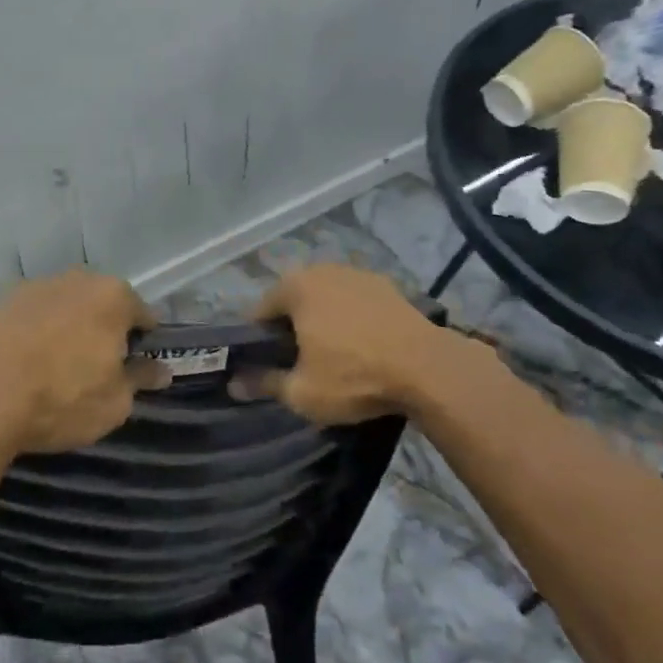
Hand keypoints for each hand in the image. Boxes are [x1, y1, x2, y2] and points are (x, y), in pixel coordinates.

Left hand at [0, 270, 168, 454]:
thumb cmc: (63, 400)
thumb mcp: (115, 402)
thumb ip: (140, 379)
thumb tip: (160, 370)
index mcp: (113, 297)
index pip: (143, 315)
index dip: (142, 343)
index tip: (135, 367)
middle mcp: (76, 280)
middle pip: (101, 304)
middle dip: (103, 329)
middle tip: (96, 367)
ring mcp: (33, 288)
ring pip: (63, 307)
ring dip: (67, 328)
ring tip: (56, 366)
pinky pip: (29, 318)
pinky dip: (33, 333)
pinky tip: (24, 363)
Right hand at [232, 264, 456, 424]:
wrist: (428, 368)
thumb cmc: (354, 376)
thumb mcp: (302, 392)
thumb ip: (264, 384)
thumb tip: (234, 384)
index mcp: (295, 287)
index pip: (259, 312)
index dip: (256, 342)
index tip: (262, 367)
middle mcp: (323, 270)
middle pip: (293, 301)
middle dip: (289, 328)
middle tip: (295, 364)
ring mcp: (358, 274)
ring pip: (325, 299)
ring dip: (321, 321)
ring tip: (330, 356)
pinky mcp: (387, 286)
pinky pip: (354, 302)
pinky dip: (350, 319)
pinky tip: (360, 346)